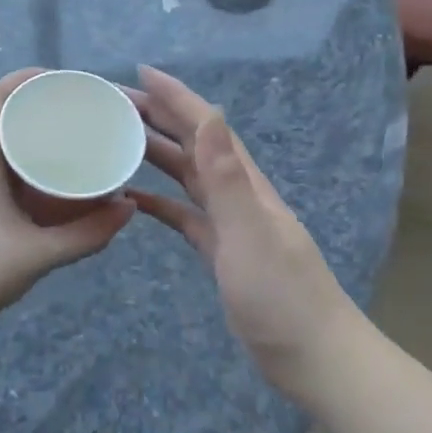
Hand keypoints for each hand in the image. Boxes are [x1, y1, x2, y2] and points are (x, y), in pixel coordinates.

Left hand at [0, 70, 135, 333]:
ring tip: (70, 140)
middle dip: (38, 106)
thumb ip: (88, 233)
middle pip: (0, 114)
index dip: (28, 78)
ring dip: (29, 135)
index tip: (66, 80)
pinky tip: (46, 178)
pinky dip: (21, 160)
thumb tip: (130, 208)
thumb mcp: (39, 253)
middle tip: (79, 111)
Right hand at [127, 66, 350, 393]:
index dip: (176, 97)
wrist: (315, 359)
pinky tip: (135, 197)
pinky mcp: (221, 251)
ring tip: (118, 138)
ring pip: (187, 176)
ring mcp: (230, 223)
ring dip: (156, 153)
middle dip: (159, 117)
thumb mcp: (249, 233)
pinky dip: (159, 201)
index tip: (142, 73)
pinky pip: (183, 215)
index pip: (206, 127)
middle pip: (193, 144)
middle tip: (116, 102)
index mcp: (245, 183)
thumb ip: (226, 177)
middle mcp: (237, 194)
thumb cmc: (282, 297)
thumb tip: (210, 113)